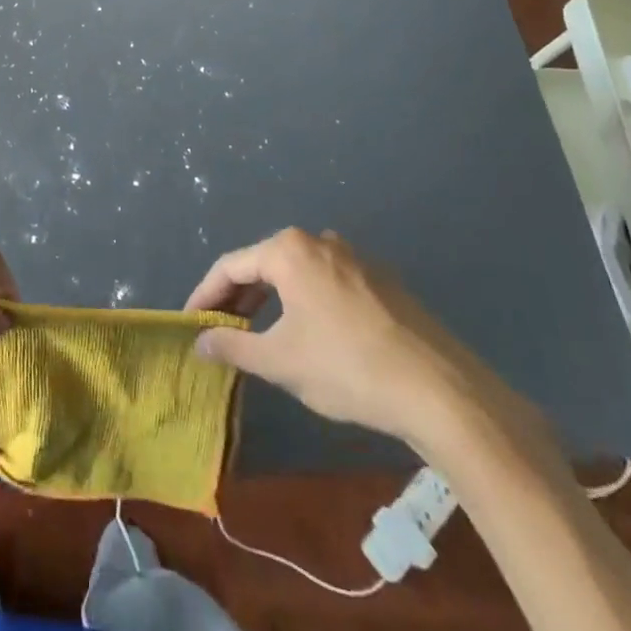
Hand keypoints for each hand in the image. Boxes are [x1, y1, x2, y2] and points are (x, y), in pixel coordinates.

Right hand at [187, 228, 517, 450]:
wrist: (440, 390)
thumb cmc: (347, 368)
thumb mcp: (280, 362)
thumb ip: (233, 348)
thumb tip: (199, 342)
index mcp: (288, 250)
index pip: (230, 266)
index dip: (205, 295)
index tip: (190, 323)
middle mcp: (319, 240)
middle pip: (264, 264)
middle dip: (238, 298)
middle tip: (220, 331)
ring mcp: (354, 257)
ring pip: (297, 273)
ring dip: (271, 300)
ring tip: (259, 335)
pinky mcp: (381, 280)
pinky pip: (327, 283)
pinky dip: (305, 303)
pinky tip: (309, 335)